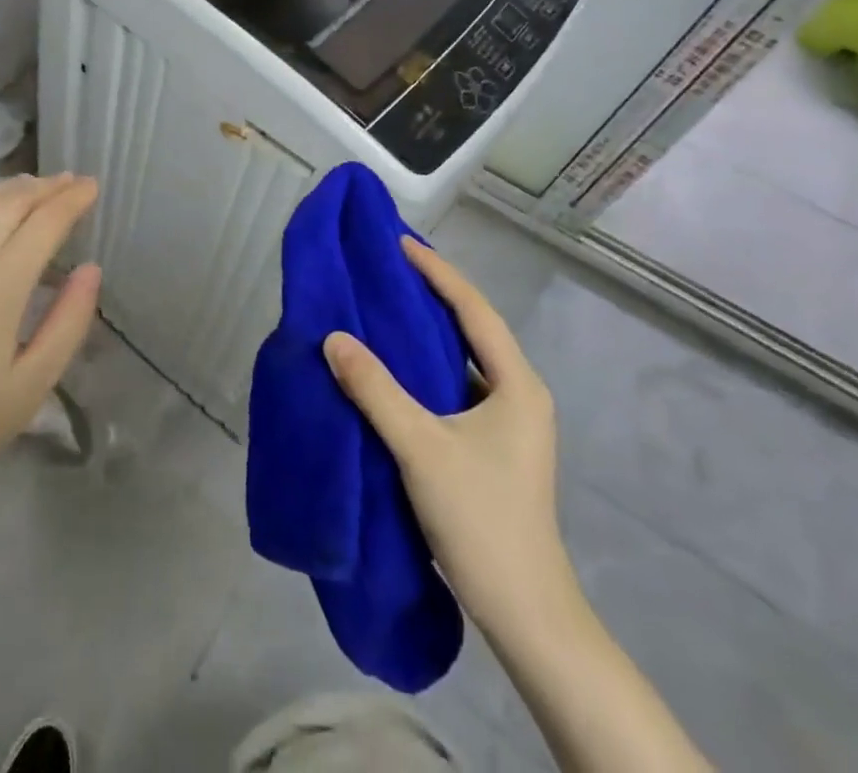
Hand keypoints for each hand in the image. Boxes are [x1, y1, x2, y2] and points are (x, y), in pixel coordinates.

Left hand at [0, 174, 102, 505]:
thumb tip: (91, 270)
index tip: (93, 186)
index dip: (72, 201)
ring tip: (35, 186)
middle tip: (72, 181)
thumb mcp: (34, 383)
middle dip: (45, 187)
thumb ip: (68, 321)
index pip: (43, 224)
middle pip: (8, 204)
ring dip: (9, 190)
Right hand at [323, 238, 572, 640]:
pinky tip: (395, 373)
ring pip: (465, 363)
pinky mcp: (494, 450)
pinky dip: (427, 372)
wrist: (524, 613)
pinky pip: (457, 391)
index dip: (438, 273)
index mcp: (518, 385)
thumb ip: (375, 389)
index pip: (475, 310)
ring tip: (385, 312)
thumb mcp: (421, 447)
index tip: (401, 244)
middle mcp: (520, 397)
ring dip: (430, 336)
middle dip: (433, 297)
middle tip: (388, 271)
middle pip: (474, 331)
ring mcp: (510, 427)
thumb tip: (333, 338)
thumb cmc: (481, 518)